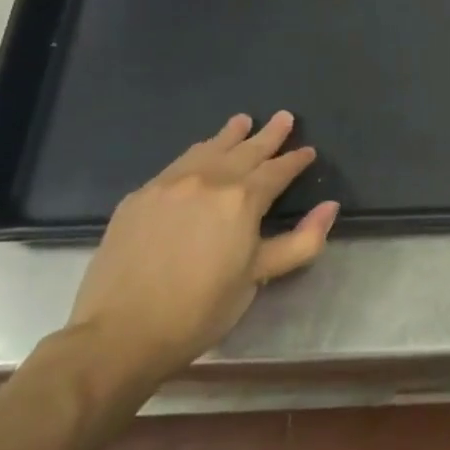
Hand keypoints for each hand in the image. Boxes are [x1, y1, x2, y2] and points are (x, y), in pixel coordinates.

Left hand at [66, 112, 338, 384]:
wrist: (119, 332)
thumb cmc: (201, 309)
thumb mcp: (260, 277)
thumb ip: (302, 241)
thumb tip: (330, 207)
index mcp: (242, 200)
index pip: (277, 171)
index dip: (296, 160)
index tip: (308, 151)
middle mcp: (207, 181)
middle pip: (245, 150)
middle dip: (268, 135)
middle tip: (284, 117)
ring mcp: (168, 185)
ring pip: (207, 150)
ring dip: (230, 135)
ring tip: (243, 120)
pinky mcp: (139, 197)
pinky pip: (177, 164)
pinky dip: (197, 152)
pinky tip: (200, 153)